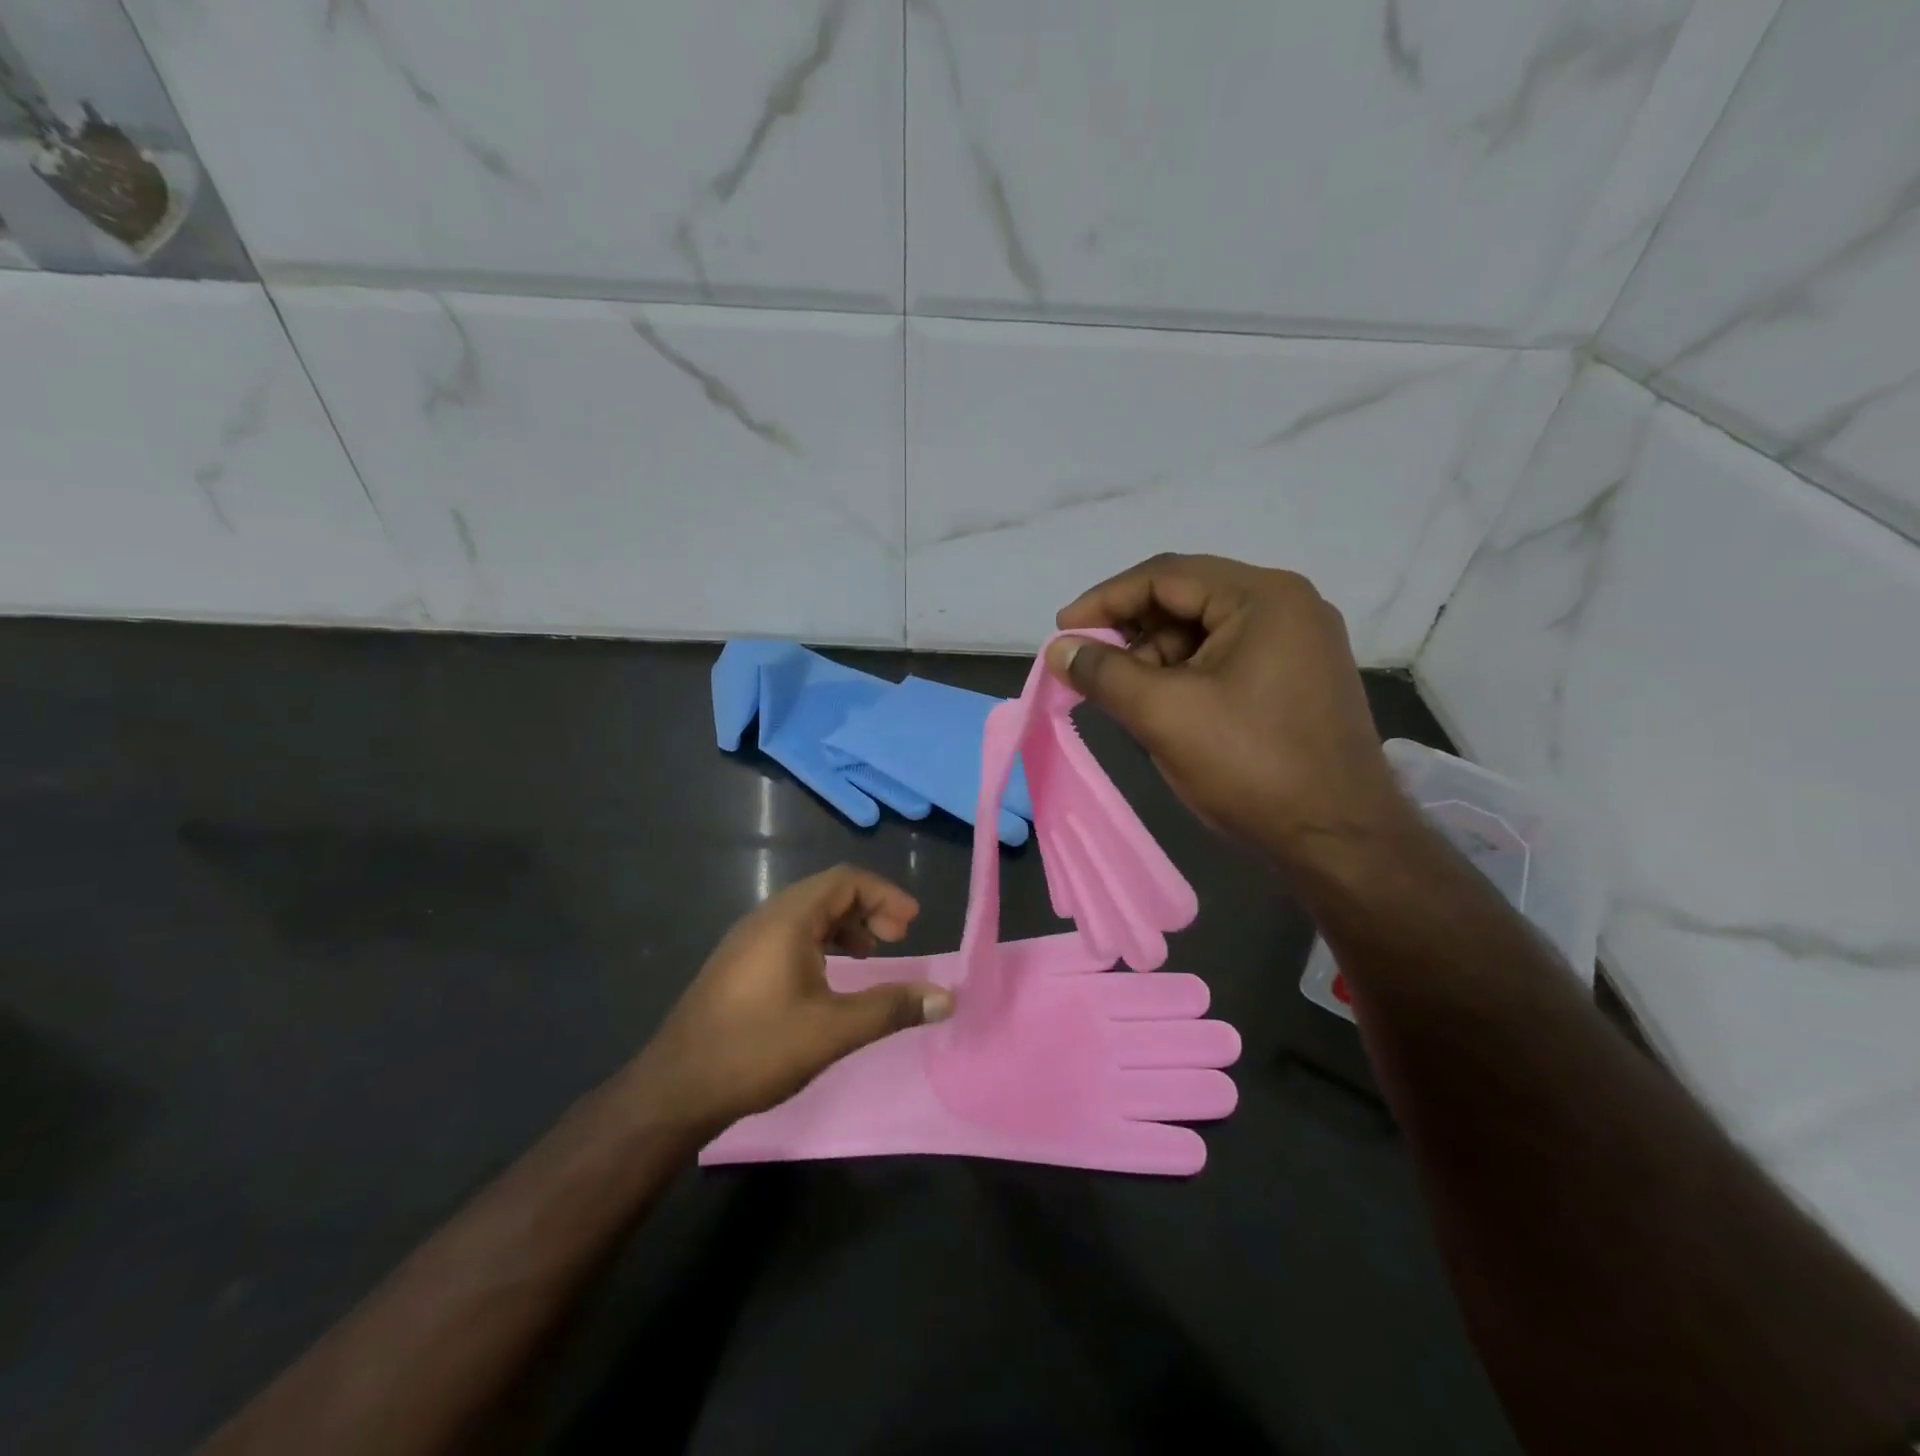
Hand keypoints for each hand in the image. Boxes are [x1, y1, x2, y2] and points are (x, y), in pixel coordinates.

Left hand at [625, 867, 953, 1132]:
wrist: (675, 1090)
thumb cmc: (757, 1049)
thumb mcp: (833, 1030)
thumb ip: (892, 1008)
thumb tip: (946, 997)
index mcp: (788, 919)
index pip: (845, 880)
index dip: (885, 895)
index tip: (912, 924)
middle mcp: (766, 918)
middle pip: (828, 892)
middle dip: (869, 908)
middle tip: (898, 939)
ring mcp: (747, 941)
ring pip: (808, 914)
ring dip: (846, 926)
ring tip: (871, 956)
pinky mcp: (739, 964)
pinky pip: (790, 934)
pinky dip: (822, 943)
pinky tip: (830, 979)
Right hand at [1049, 554, 1411, 868]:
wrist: (1340, 840)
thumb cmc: (1250, 767)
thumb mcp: (1164, 714)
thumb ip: (1104, 673)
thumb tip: (1059, 649)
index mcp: (1262, 597)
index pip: (1164, 576)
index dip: (1104, 600)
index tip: (1062, 631)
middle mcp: (1288, 605)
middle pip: (1187, 599)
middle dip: (1132, 632)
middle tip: (1090, 667)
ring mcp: (1300, 641)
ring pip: (1205, 631)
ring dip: (1157, 657)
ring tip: (1127, 697)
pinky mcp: (1300, 676)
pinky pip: (1228, 657)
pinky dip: (1188, 674)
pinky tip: (1165, 706)